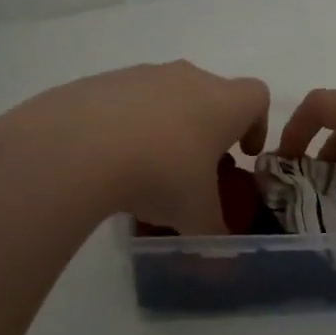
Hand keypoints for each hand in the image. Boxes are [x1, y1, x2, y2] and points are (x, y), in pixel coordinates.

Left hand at [0, 61, 268, 234]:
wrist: (78, 146)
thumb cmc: (160, 175)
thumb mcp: (194, 216)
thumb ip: (214, 234)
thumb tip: (221, 259)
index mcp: (223, 103)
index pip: (257, 96)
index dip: (256, 124)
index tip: (242, 153)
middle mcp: (188, 78)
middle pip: (211, 94)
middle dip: (209, 128)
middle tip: (195, 168)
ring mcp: (142, 75)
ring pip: (167, 96)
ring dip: (167, 125)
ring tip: (147, 168)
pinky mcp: (102, 81)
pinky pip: (126, 101)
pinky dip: (127, 125)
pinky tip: (109, 159)